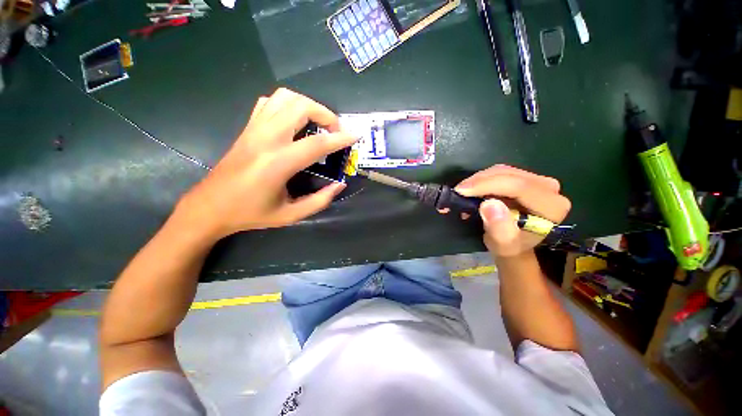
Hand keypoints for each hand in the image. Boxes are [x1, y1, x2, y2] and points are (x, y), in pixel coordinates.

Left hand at [177, 88, 356, 240]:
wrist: (210, 206)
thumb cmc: (251, 214)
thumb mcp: (291, 215)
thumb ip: (319, 201)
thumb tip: (340, 185)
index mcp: (278, 163)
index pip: (317, 143)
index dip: (341, 138)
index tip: (356, 135)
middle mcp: (266, 139)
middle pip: (300, 106)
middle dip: (325, 114)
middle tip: (335, 131)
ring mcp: (254, 129)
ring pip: (284, 97)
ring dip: (308, 105)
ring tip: (318, 123)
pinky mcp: (247, 128)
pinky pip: (269, 102)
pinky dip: (288, 105)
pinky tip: (294, 122)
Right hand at [454, 165, 570, 257]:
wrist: (513, 243)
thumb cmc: (509, 246)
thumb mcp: (503, 244)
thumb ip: (499, 228)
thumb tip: (488, 204)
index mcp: (552, 207)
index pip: (519, 187)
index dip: (488, 185)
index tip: (462, 191)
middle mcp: (549, 189)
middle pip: (510, 175)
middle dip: (480, 181)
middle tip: (458, 191)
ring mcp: (537, 181)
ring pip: (503, 170)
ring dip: (478, 179)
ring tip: (462, 192)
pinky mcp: (524, 178)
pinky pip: (499, 172)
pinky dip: (482, 179)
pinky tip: (471, 189)